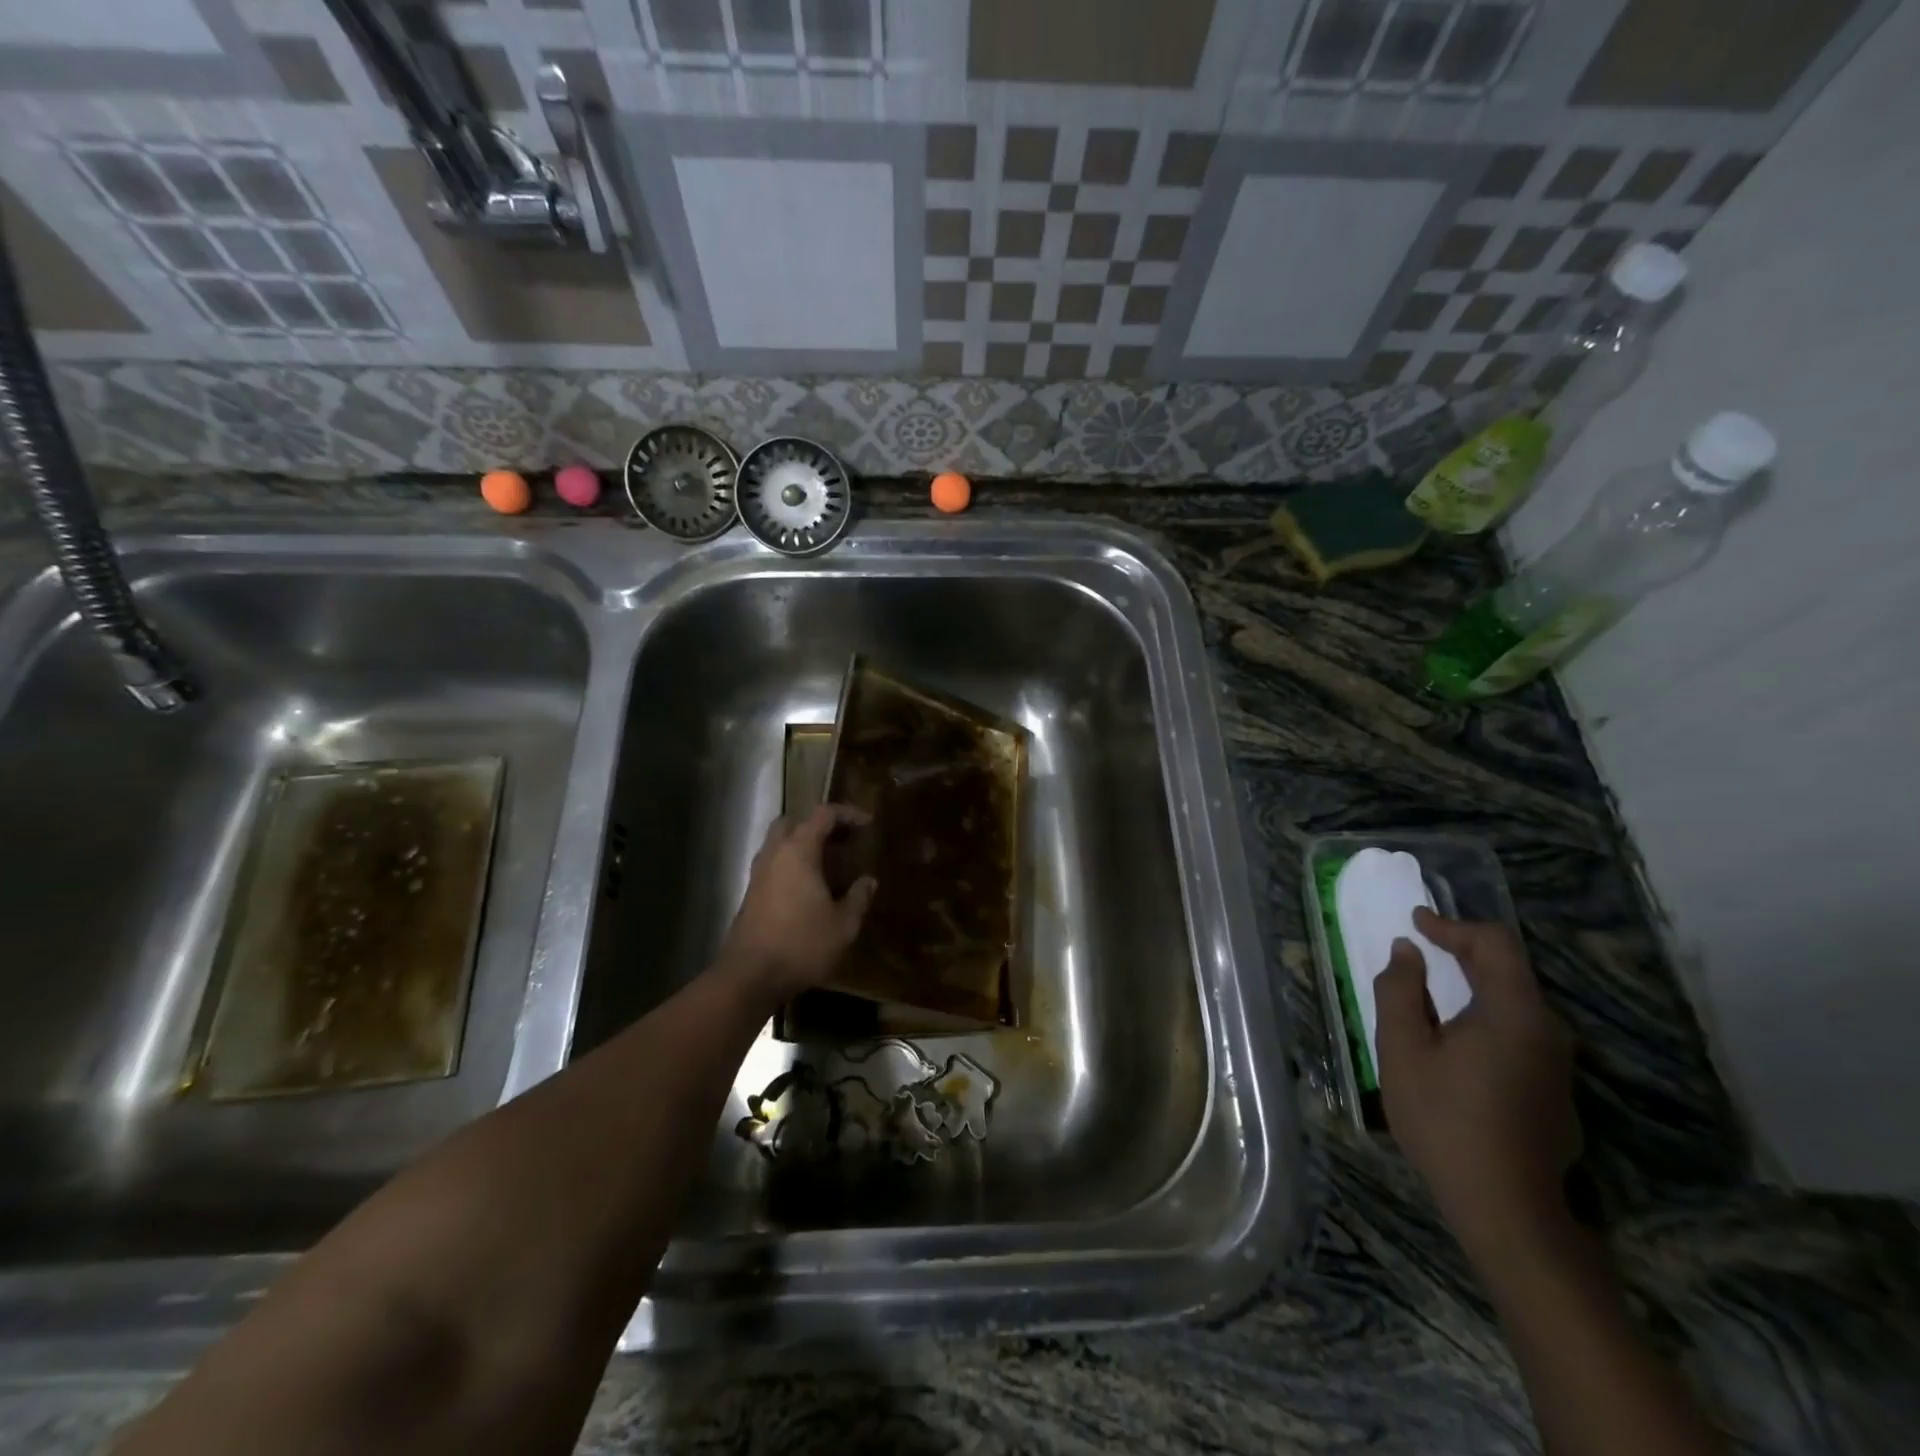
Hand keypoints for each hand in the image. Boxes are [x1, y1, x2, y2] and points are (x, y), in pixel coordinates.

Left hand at [718, 805, 876, 1002]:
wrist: (750, 976)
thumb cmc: (802, 944)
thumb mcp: (843, 925)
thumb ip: (859, 898)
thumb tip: (869, 881)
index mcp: (798, 850)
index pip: (823, 814)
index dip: (848, 814)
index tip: (868, 824)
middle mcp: (775, 853)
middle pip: (794, 821)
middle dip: (820, 824)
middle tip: (843, 840)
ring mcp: (759, 873)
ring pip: (780, 842)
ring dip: (804, 843)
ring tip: (830, 862)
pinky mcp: (751, 893)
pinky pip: (774, 863)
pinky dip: (793, 862)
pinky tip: (810, 886)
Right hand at [1376, 909, 1581, 1259]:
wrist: (1507, 1210)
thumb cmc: (1445, 1120)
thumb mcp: (1402, 1050)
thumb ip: (1400, 991)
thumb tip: (1407, 953)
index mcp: (1513, 1013)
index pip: (1494, 944)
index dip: (1453, 926)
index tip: (1416, 923)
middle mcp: (1547, 1031)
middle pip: (1509, 971)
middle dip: (1463, 952)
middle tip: (1421, 948)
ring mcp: (1556, 1064)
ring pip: (1515, 1004)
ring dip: (1474, 985)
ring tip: (1431, 990)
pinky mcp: (1554, 1091)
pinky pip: (1519, 1033)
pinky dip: (1485, 1016)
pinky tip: (1456, 1039)